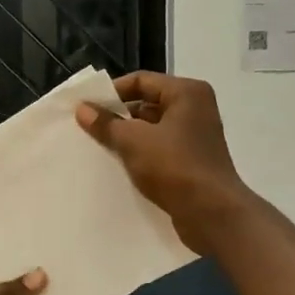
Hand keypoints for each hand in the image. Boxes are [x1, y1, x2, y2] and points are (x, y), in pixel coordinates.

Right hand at [76, 72, 253, 253]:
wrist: (211, 213)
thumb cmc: (174, 167)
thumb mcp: (133, 141)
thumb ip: (107, 123)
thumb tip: (83, 109)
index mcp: (187, 93)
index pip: (141, 81)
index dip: (111, 92)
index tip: (85, 108)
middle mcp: (195, 109)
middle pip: (147, 104)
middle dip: (117, 117)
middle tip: (87, 129)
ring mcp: (195, 137)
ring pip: (152, 130)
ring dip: (127, 138)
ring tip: (97, 148)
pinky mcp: (192, 162)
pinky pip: (159, 150)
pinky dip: (140, 155)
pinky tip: (118, 167)